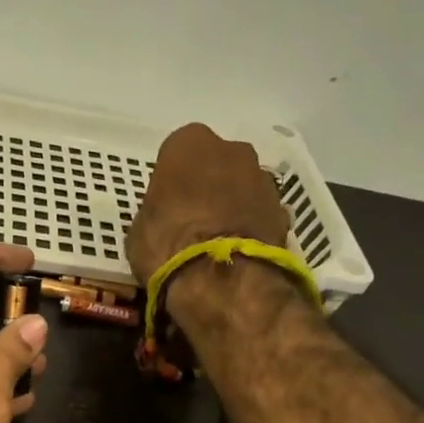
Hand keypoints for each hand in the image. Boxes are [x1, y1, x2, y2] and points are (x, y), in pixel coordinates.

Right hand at [126, 123, 291, 284]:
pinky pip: (259, 212)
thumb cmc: (167, 245)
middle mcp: (232, 149)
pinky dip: (250, 225)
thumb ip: (157, 211)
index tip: (166, 203)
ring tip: (216, 238)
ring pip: (242, 185)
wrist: (223, 278)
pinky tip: (237, 251)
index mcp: (189, 144)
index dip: (172, 179)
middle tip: (192, 217)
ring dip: (232, 203)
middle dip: (207, 184)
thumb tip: (166, 219)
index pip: (176, 153)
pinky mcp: (283, 210)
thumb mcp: (140, 229)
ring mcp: (263, 178)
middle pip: (216, 163)